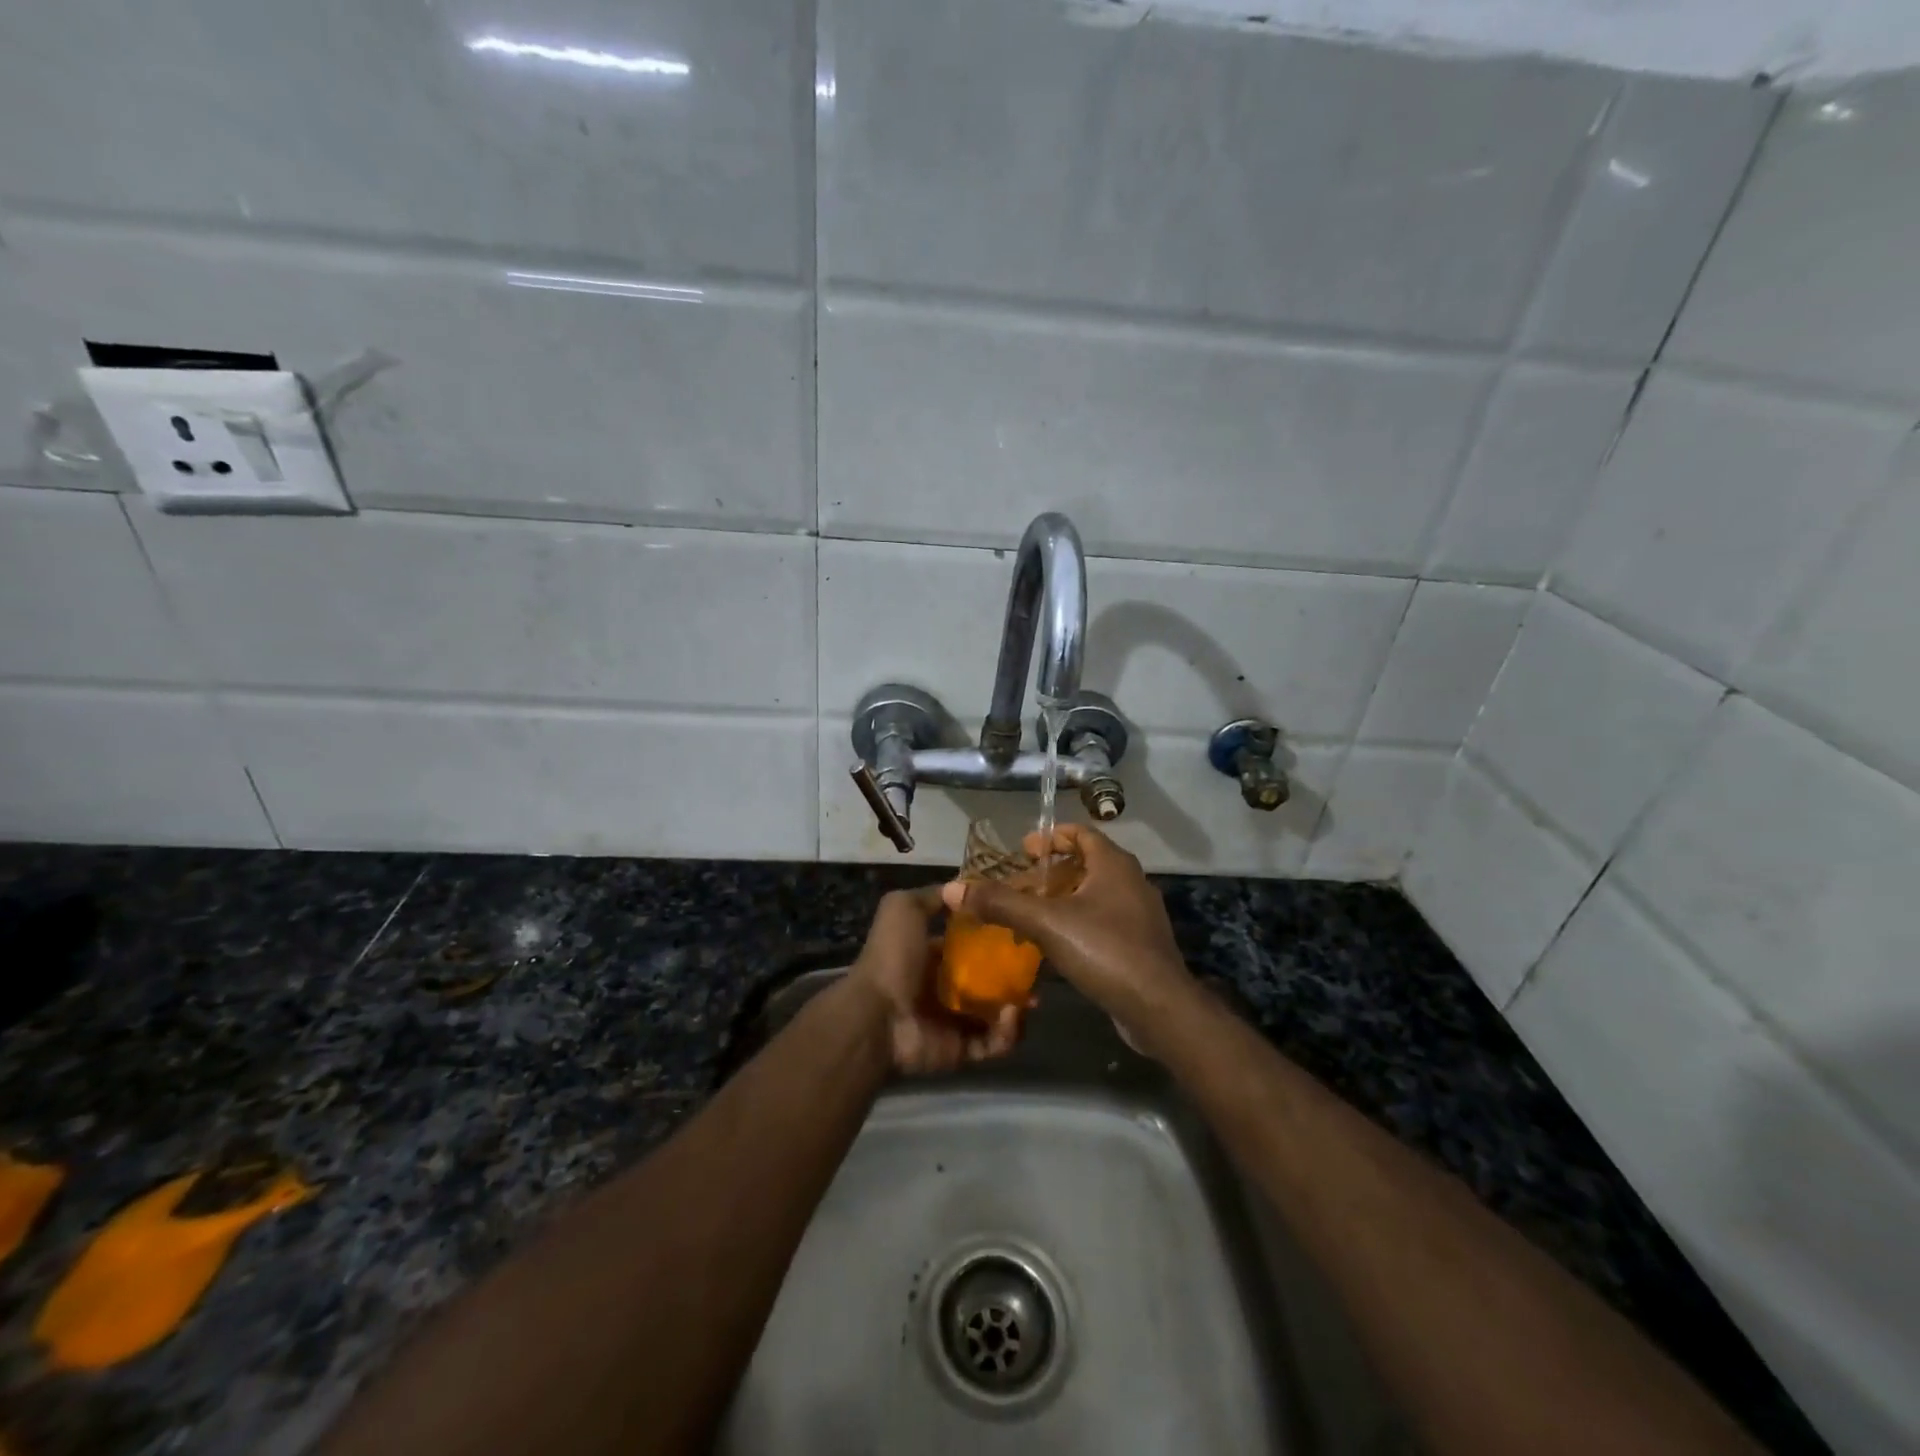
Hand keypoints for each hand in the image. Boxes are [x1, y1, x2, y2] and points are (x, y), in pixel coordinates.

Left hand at [847, 887, 1021, 1075]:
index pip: (972, 945)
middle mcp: (945, 987)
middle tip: (1037, 970)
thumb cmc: (892, 957)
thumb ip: (931, 897)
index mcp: (932, 955)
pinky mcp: (963, 1050)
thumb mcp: (903, 908)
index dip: (997, 937)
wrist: (877, 1016)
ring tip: (1031, 998)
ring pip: (999, 1013)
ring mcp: (955, 1021)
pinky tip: (1011, 1016)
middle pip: (991, 980)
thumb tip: (961, 887)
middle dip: (1016, 975)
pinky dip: (1008, 1033)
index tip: (1024, 930)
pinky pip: (995, 1043)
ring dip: (1018, 1006)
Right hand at [940, 824, 1192, 1024]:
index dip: (1051, 837)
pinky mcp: (1139, 943)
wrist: (1158, 1007)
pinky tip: (1054, 945)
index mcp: (1114, 864)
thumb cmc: (1105, 950)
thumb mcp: (1047, 923)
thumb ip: (1001, 904)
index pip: (1081, 833)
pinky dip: (1076, 922)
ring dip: (1061, 899)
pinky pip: (1102, 920)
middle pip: (1085, 864)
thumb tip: (954, 888)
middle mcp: (1130, 881)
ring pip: (1093, 894)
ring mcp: (1138, 914)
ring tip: (1028, 915)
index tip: (1023, 850)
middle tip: (1018, 885)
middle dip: (1050, 872)